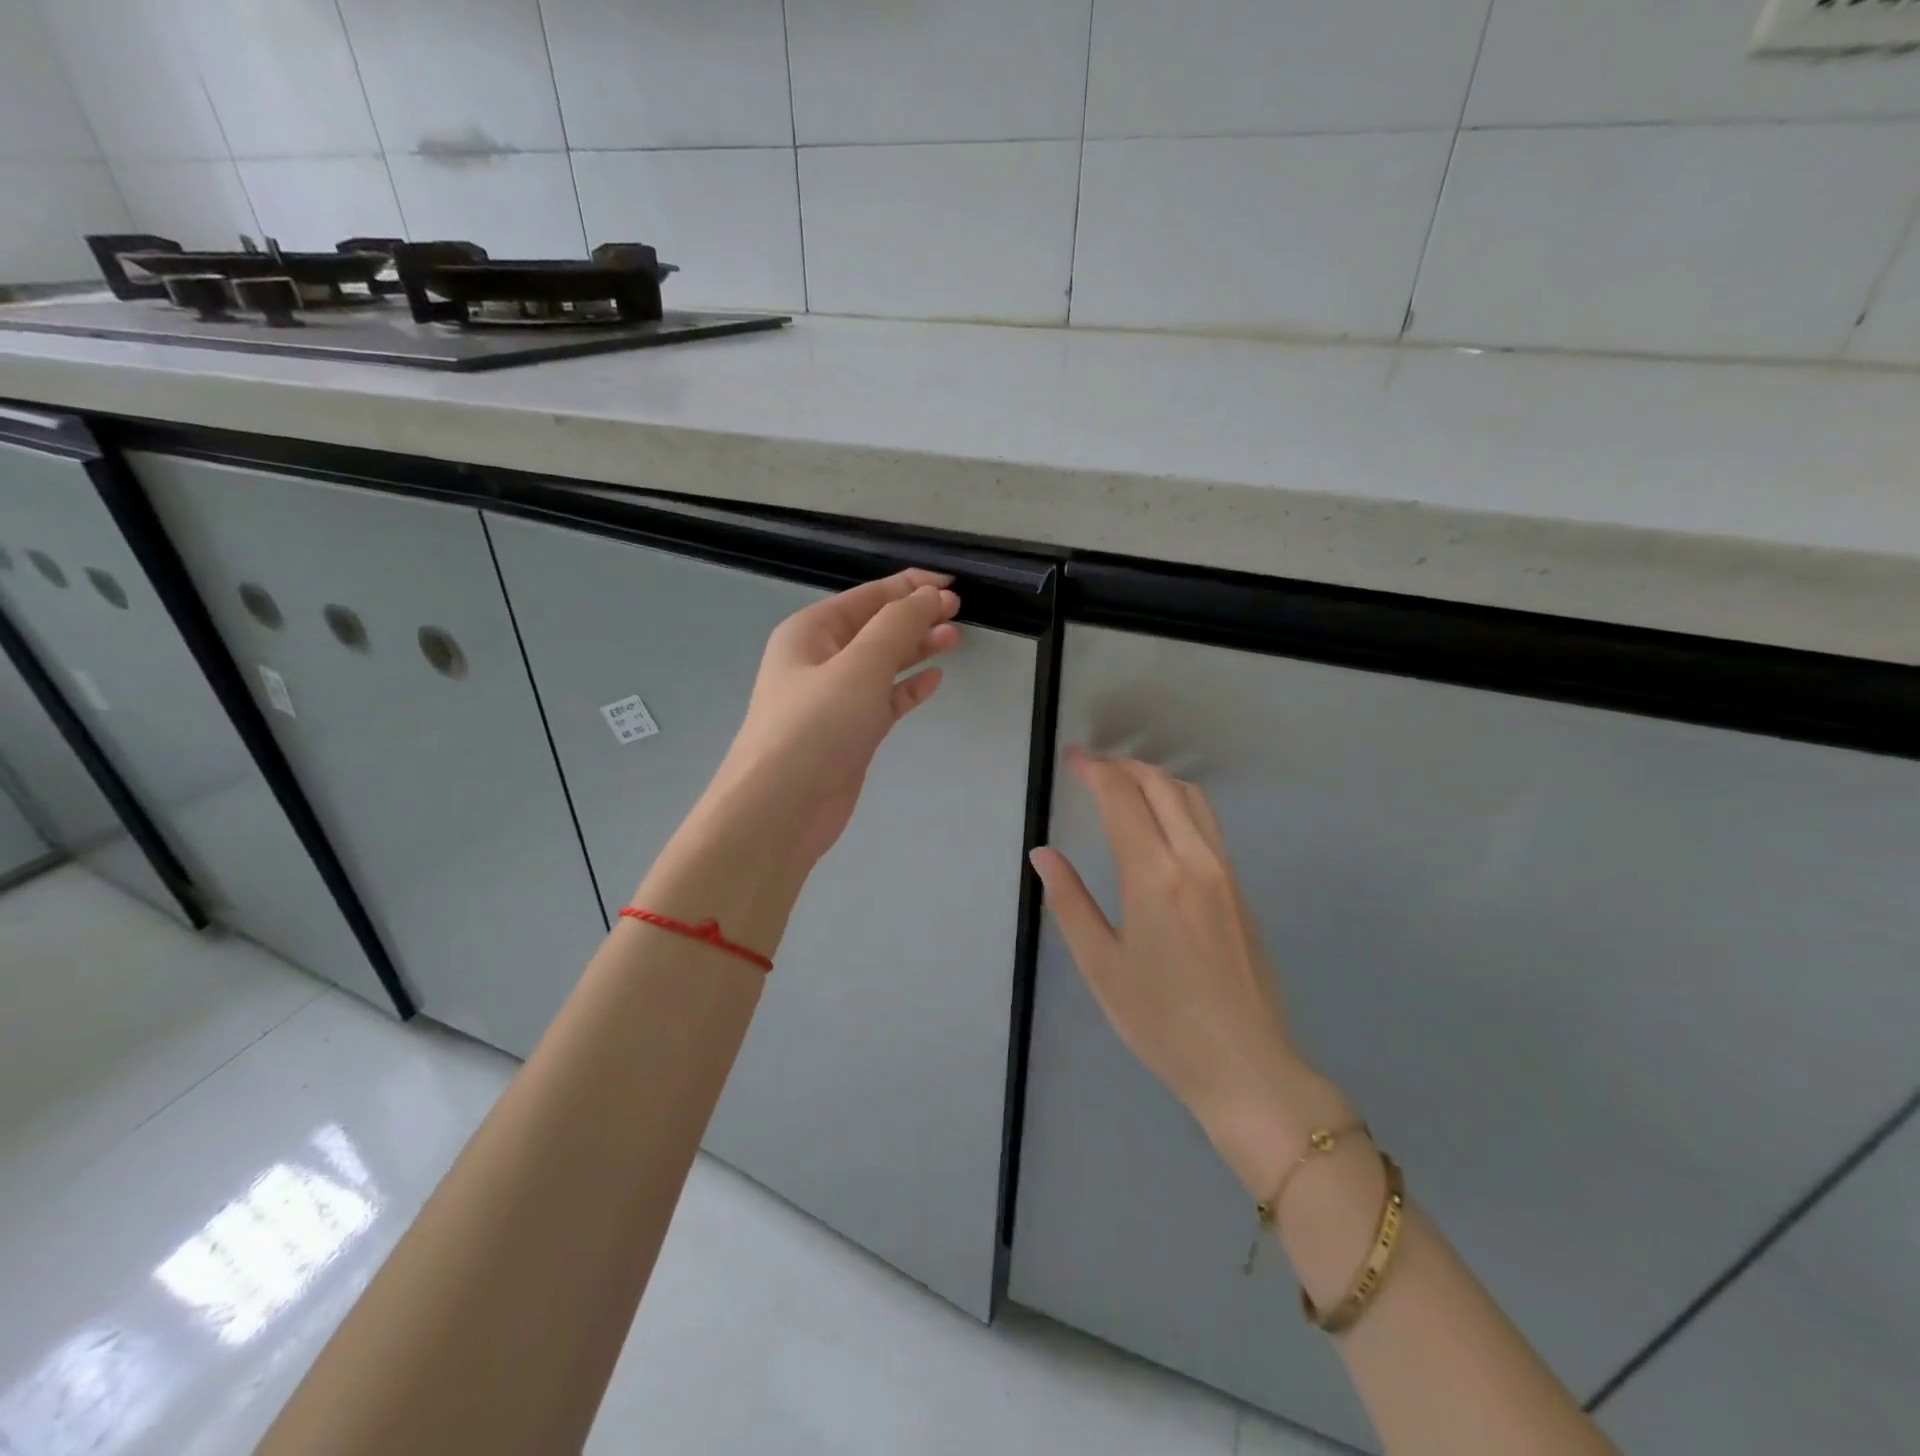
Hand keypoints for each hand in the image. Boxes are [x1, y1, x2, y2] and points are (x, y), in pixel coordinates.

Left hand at [695, 569, 961, 865]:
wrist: (781, 808)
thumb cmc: (817, 727)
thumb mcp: (860, 665)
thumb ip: (898, 625)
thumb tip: (930, 595)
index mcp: (811, 631)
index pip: (868, 596)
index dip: (910, 586)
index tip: (952, 584)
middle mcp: (819, 659)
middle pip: (875, 627)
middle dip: (916, 616)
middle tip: (959, 612)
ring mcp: (834, 699)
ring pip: (882, 663)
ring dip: (916, 648)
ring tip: (955, 639)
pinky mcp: (849, 732)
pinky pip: (884, 699)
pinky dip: (908, 688)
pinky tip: (934, 679)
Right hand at [1030, 750, 1351, 1199]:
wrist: (1246, 1066)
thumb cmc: (1162, 1023)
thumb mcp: (1101, 966)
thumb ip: (1069, 903)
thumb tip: (1043, 855)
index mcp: (1154, 876)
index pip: (1122, 798)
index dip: (1095, 771)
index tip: (1072, 759)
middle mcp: (1194, 860)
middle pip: (1161, 785)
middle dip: (1124, 766)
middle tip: (1092, 767)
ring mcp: (1224, 872)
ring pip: (1192, 798)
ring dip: (1156, 778)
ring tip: (1124, 783)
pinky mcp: (1240, 889)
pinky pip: (1207, 823)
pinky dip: (1178, 802)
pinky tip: (1159, 823)